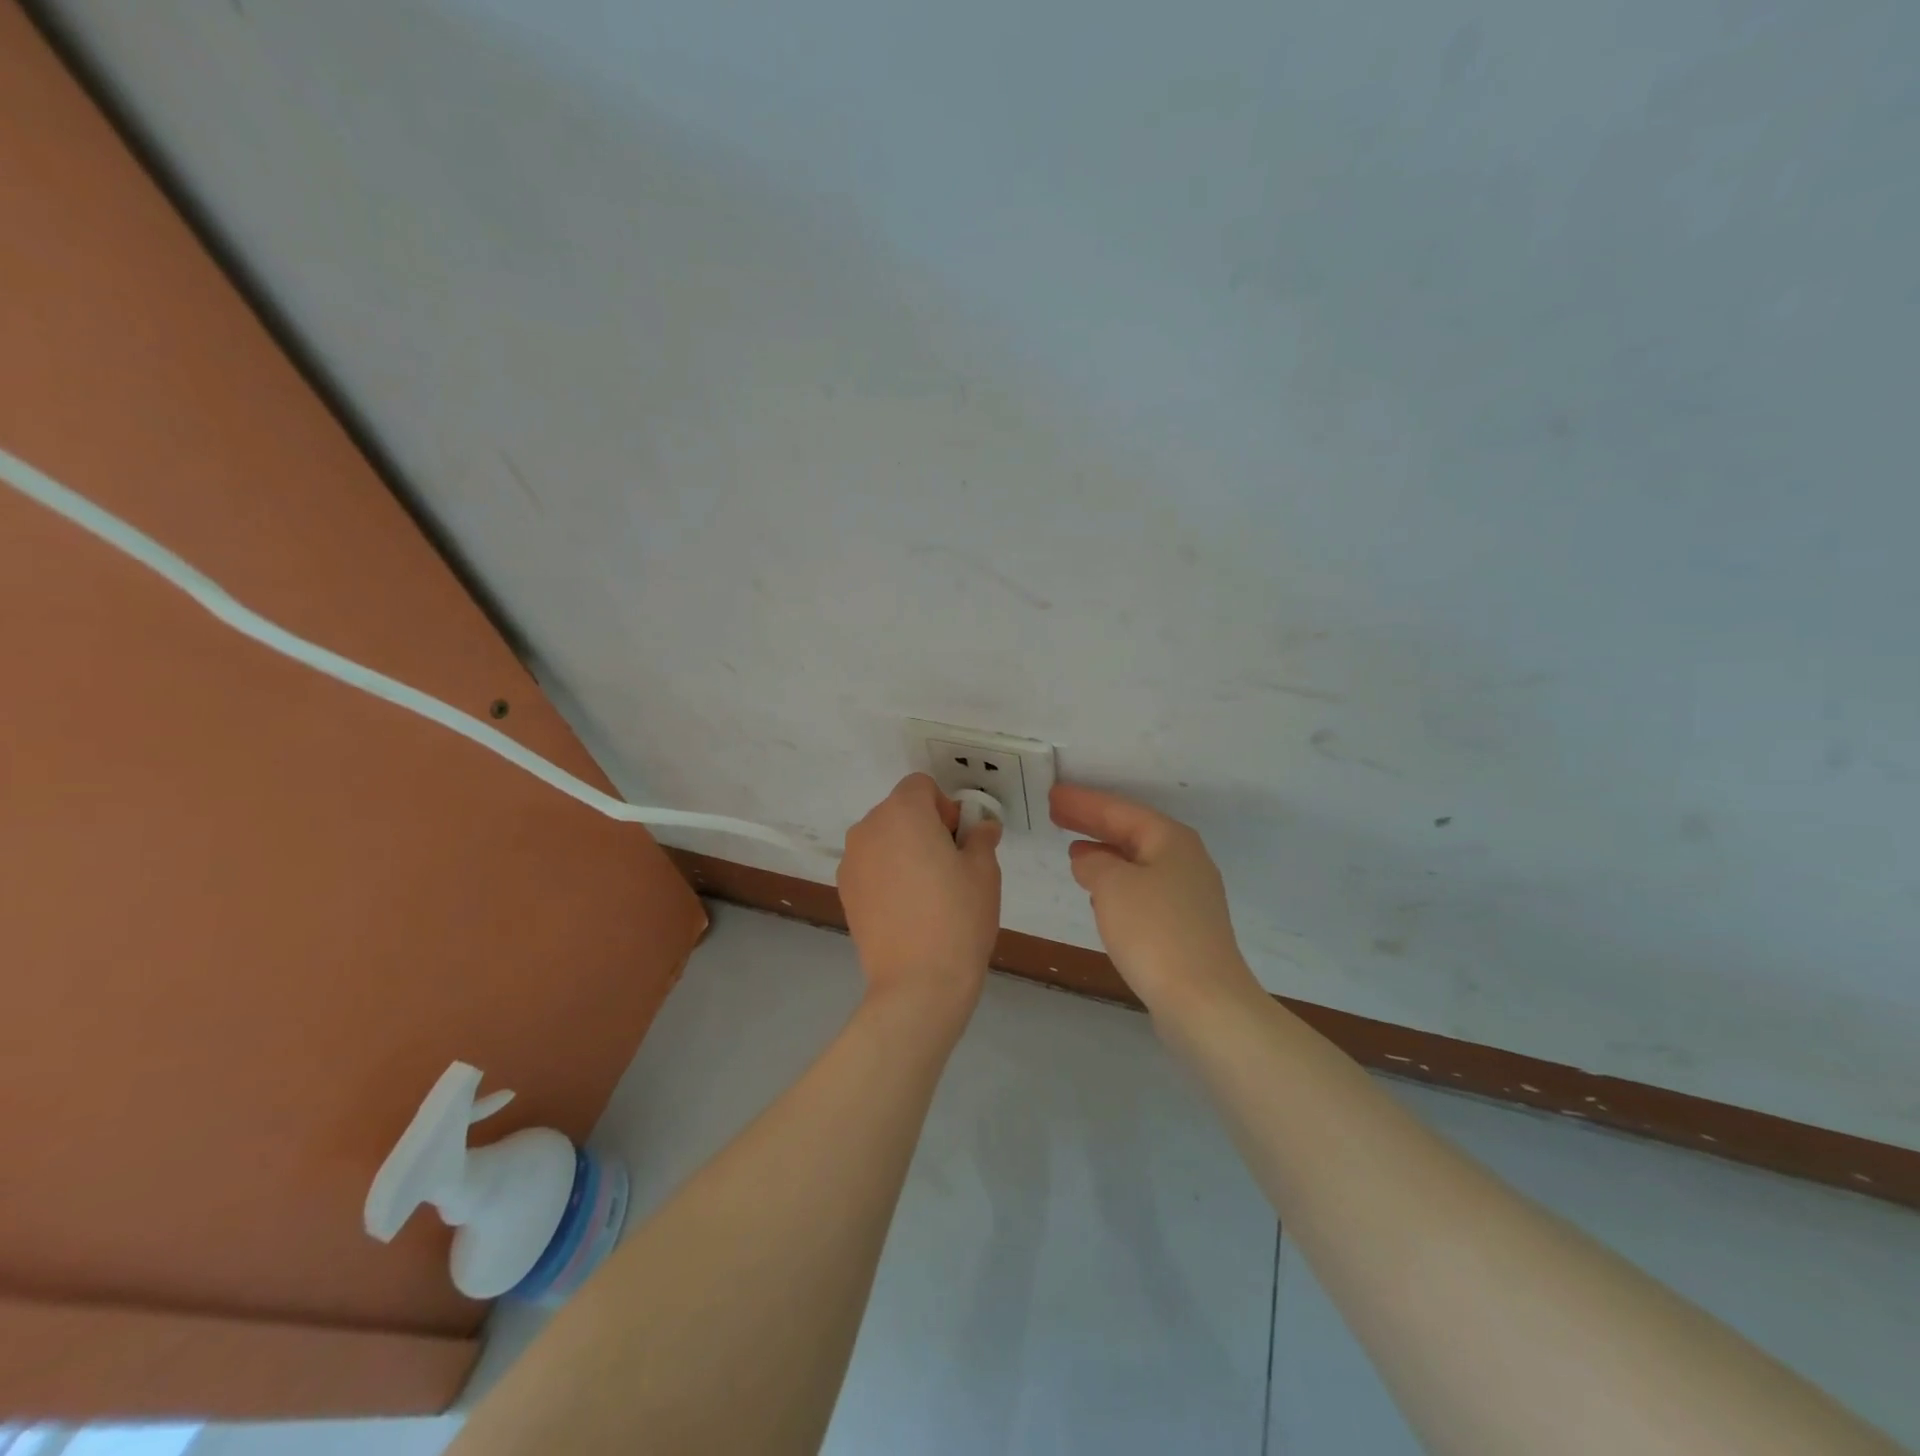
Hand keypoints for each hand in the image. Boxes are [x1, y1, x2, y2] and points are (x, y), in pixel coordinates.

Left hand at [839, 774, 1002, 1007]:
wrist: (918, 982)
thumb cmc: (958, 916)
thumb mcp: (984, 870)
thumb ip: (980, 837)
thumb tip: (981, 827)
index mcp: (903, 812)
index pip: (922, 786)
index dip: (945, 807)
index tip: (959, 842)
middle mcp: (868, 828)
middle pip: (900, 810)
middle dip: (925, 827)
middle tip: (950, 867)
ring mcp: (851, 861)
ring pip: (884, 839)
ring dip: (904, 850)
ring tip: (927, 892)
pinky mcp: (843, 891)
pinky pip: (870, 866)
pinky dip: (887, 875)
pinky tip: (906, 909)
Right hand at [1050, 784, 1261, 1017]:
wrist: (1204, 1001)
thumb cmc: (1154, 931)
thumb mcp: (1112, 886)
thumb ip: (1093, 863)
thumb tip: (1087, 858)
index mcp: (1170, 840)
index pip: (1118, 810)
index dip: (1083, 802)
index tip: (1053, 795)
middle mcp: (1184, 859)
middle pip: (1131, 831)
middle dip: (1093, 822)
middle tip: (1057, 812)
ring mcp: (1188, 894)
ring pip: (1137, 861)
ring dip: (1105, 852)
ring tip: (1073, 848)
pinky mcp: (1184, 926)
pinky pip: (1142, 889)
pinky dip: (1116, 882)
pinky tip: (1098, 892)